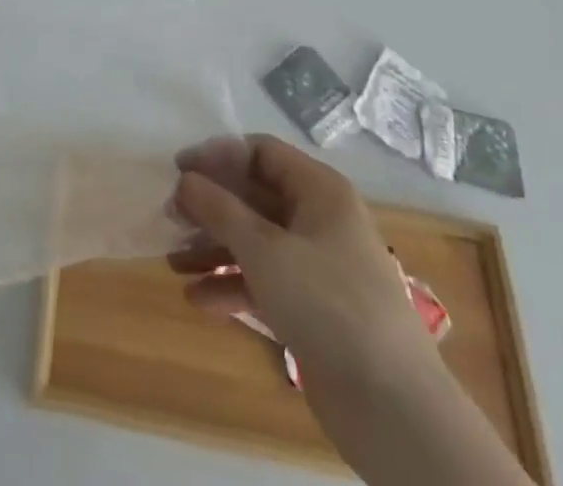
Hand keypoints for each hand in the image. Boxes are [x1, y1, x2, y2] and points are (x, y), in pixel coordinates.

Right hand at [169, 133, 434, 388]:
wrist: (394, 411)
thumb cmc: (327, 304)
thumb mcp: (264, 248)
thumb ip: (218, 208)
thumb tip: (184, 179)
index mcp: (319, 191)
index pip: (259, 152)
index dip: (217, 155)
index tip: (178, 171)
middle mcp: (319, 220)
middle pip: (254, 196)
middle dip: (210, 207)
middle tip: (169, 216)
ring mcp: (317, 266)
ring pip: (255, 241)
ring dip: (213, 248)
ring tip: (173, 261)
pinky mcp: (312, 309)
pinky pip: (263, 281)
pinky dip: (231, 284)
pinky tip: (197, 299)